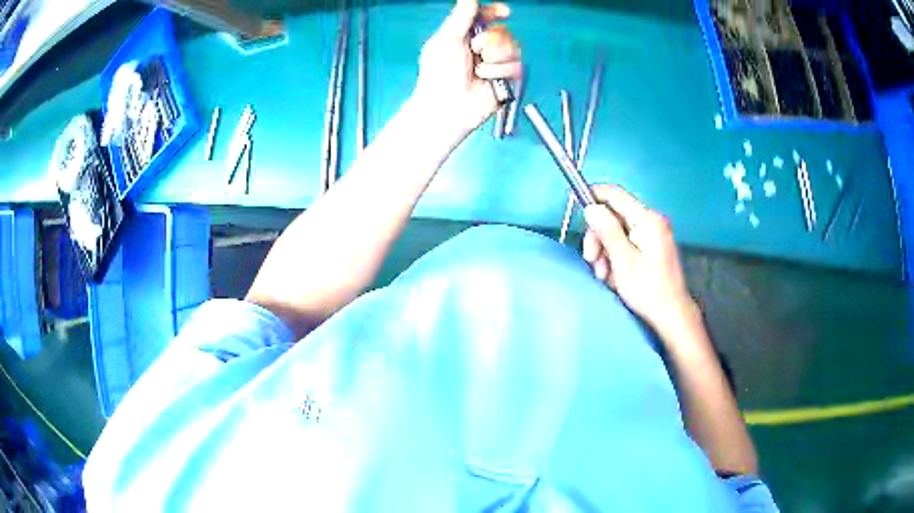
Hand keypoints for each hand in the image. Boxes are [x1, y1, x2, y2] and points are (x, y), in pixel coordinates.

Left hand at [413, 0, 521, 138]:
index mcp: (465, 35)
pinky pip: (516, 66)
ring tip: (478, 70)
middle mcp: (483, 48)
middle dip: (490, 40)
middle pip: (503, 31)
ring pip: (513, 48)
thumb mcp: (447, 38)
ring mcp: (496, 64)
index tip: (504, 12)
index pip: (485, 17)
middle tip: (475, 51)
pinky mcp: (507, 80)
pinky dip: (499, 73)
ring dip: (494, 58)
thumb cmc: (440, 74)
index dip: (495, 12)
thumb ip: (461, 15)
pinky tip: (487, 81)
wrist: (448, 106)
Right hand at [582, 185, 694, 330]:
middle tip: (591, 260)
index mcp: (647, 219)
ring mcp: (654, 233)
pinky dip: (616, 255)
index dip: (593, 195)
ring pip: (618, 230)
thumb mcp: (622, 260)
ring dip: (605, 249)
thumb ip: (607, 230)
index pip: (615, 194)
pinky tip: (613, 274)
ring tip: (604, 274)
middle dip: (598, 235)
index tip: (574, 203)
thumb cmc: (647, 289)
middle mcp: (652, 220)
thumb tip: (591, 207)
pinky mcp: (653, 245)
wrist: (671, 314)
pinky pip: (627, 241)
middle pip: (614, 215)